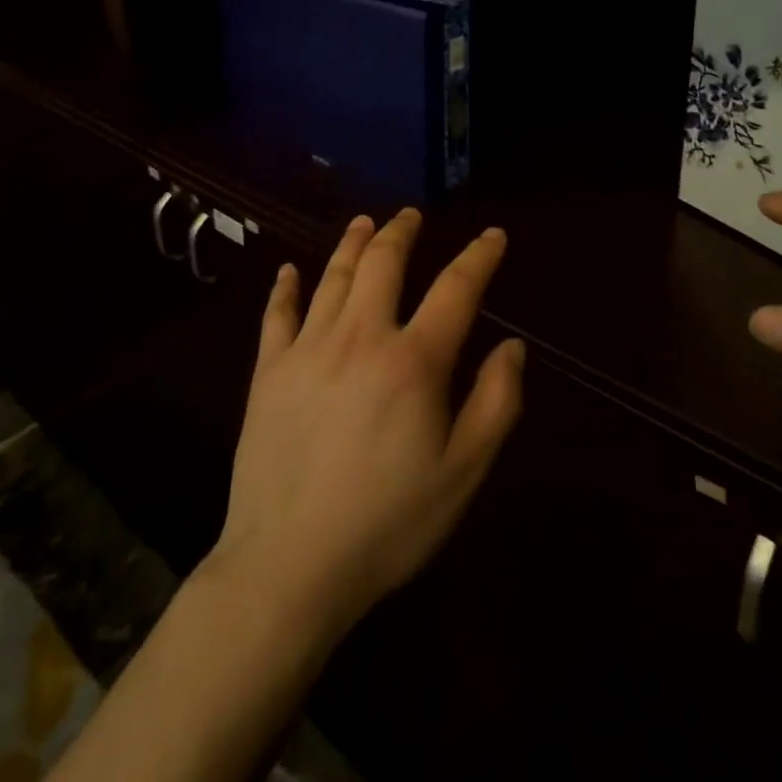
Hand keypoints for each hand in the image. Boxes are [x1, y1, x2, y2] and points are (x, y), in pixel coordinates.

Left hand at [210, 210, 525, 644]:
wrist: (289, 566)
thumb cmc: (388, 523)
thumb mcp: (463, 474)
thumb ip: (496, 403)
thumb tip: (512, 346)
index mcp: (413, 360)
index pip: (456, 288)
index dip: (479, 256)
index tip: (493, 235)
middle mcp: (361, 336)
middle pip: (384, 263)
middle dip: (401, 231)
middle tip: (411, 215)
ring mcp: (308, 349)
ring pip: (334, 277)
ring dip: (352, 243)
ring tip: (364, 222)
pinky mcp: (269, 371)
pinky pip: (276, 315)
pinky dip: (285, 287)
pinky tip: (289, 271)